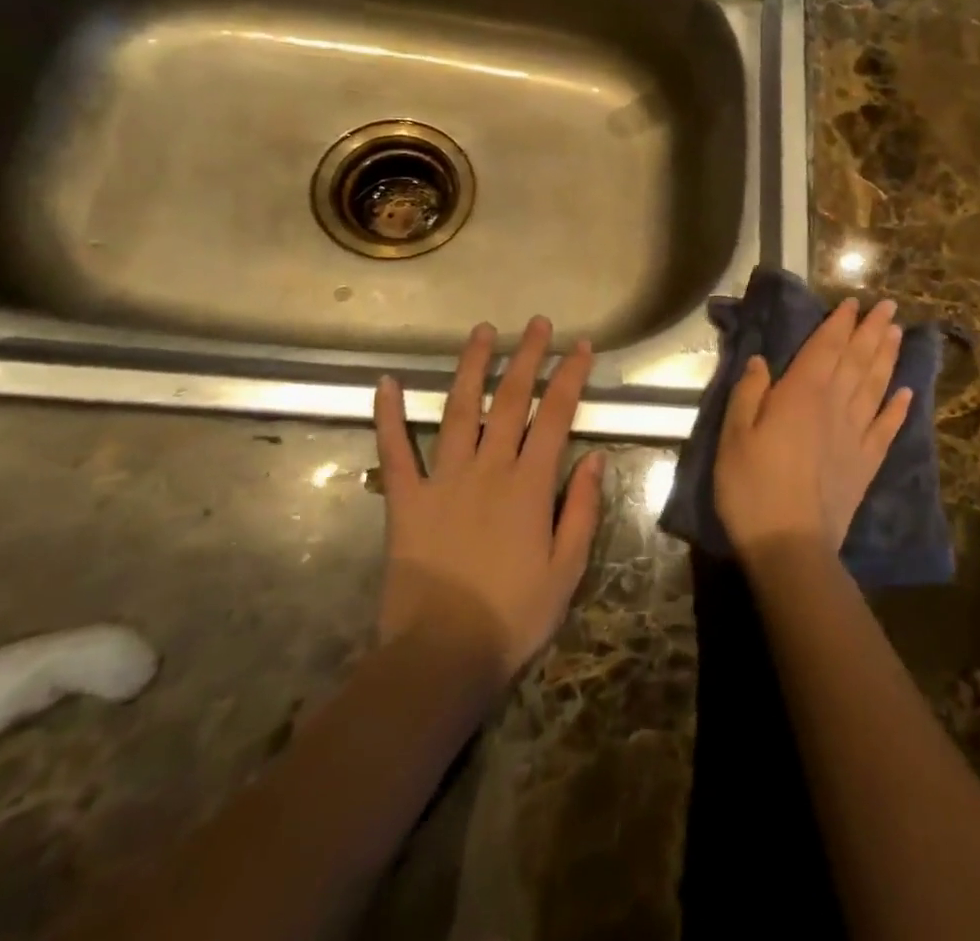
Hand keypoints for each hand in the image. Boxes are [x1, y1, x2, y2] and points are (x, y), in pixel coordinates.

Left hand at [373, 318, 602, 680]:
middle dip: (527, 356)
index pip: (556, 415)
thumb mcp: (567, 568)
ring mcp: (443, 480)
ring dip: (471, 367)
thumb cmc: (514, 615)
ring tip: (482, 332)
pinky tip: (384, 383)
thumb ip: (583, 508)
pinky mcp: (405, 501)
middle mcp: (489, 468)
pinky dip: (388, 416)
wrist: (441, 656)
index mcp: (530, 484)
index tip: (580, 346)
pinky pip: (395, 451)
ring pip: (458, 410)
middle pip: (510, 400)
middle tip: (537, 323)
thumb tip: (596, 457)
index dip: (571, 376)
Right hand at [714, 298, 912, 559]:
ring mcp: (856, 434)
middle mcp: (836, 405)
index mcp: (802, 393)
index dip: (840, 324)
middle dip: (872, 331)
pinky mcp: (866, 463)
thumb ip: (750, 392)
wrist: (790, 544)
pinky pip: (887, 427)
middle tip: (889, 306)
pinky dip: (899, 407)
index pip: (826, 348)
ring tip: (898, 334)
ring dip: (887, 357)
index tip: (854, 303)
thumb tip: (762, 360)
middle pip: (858, 360)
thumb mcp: (734, 434)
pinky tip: (906, 392)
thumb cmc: (752, 486)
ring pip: (876, 386)